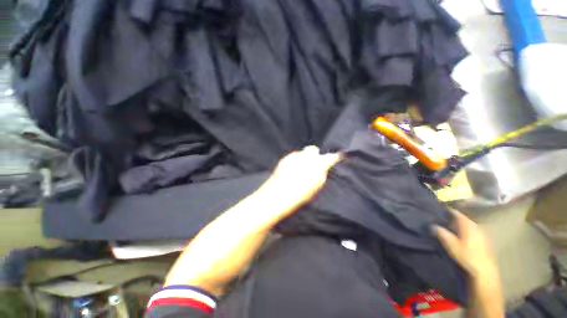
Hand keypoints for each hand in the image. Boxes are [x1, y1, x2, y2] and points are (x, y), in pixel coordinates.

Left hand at [261, 146, 341, 212]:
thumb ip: (322, 173)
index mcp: (318, 163)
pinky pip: (293, 157)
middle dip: (314, 155)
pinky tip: (291, 171)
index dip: (334, 157)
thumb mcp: (317, 185)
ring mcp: (294, 156)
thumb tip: (323, 167)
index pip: (330, 157)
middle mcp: (306, 156)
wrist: (280, 193)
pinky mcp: (285, 158)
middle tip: (312, 165)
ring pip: (302, 153)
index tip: (336, 157)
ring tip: (299, 171)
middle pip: (313, 150)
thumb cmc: (301, 192)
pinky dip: (294, 161)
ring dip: (303, 159)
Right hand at [434, 209, 497, 277]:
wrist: (485, 271)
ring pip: (468, 225)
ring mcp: (482, 233)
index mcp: (468, 224)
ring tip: (449, 229)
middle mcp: (476, 226)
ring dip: (459, 226)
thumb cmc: (467, 256)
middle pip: (463, 219)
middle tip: (441, 221)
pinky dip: (465, 232)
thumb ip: (442, 233)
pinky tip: (460, 238)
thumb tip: (433, 225)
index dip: (447, 211)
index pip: (456, 213)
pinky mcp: (484, 241)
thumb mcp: (451, 245)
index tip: (438, 211)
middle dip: (453, 219)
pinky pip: (472, 232)